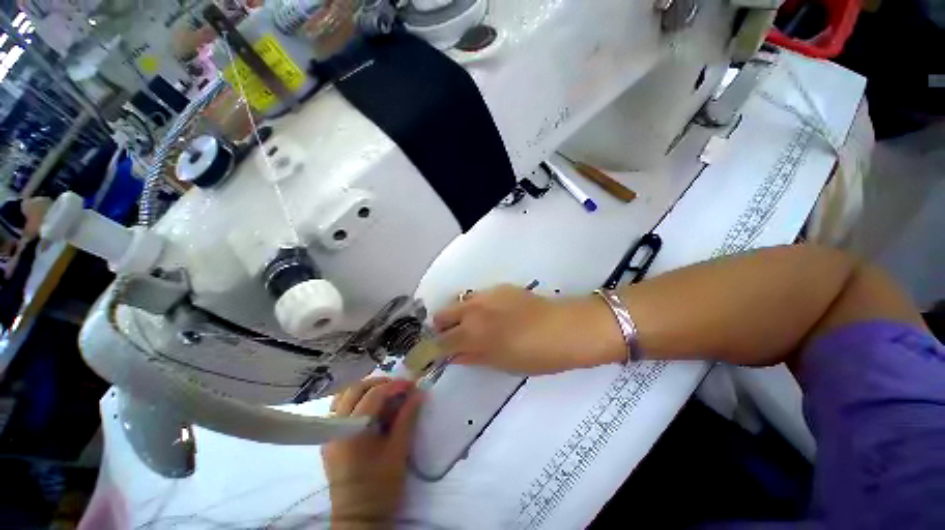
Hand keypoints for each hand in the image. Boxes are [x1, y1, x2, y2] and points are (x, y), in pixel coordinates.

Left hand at [322, 378, 423, 528]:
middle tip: (399, 388)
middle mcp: (335, 427)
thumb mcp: (398, 450)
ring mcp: (329, 432)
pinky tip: (372, 408)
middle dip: (380, 383)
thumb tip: (419, 392)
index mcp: (351, 431)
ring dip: (366, 389)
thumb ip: (407, 417)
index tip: (412, 385)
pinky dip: (357, 400)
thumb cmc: (380, 487)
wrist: (358, 518)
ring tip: (386, 394)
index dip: (395, 385)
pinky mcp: (330, 438)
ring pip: (345, 395)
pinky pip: (341, 408)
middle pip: (355, 389)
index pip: (373, 395)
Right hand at [432, 285, 623, 374]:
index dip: (432, 350)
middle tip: (453, 339)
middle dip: (442, 328)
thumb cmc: (536, 355)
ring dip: (458, 315)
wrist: (566, 327)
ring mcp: (486, 295)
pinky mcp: (500, 287)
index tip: (431, 355)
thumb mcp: (502, 363)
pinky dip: (476, 307)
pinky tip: (492, 315)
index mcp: (472, 333)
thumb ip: (473, 357)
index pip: (440, 342)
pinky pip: (478, 296)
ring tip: (473, 326)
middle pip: (442, 314)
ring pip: (459, 302)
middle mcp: (473, 310)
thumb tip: (454, 355)